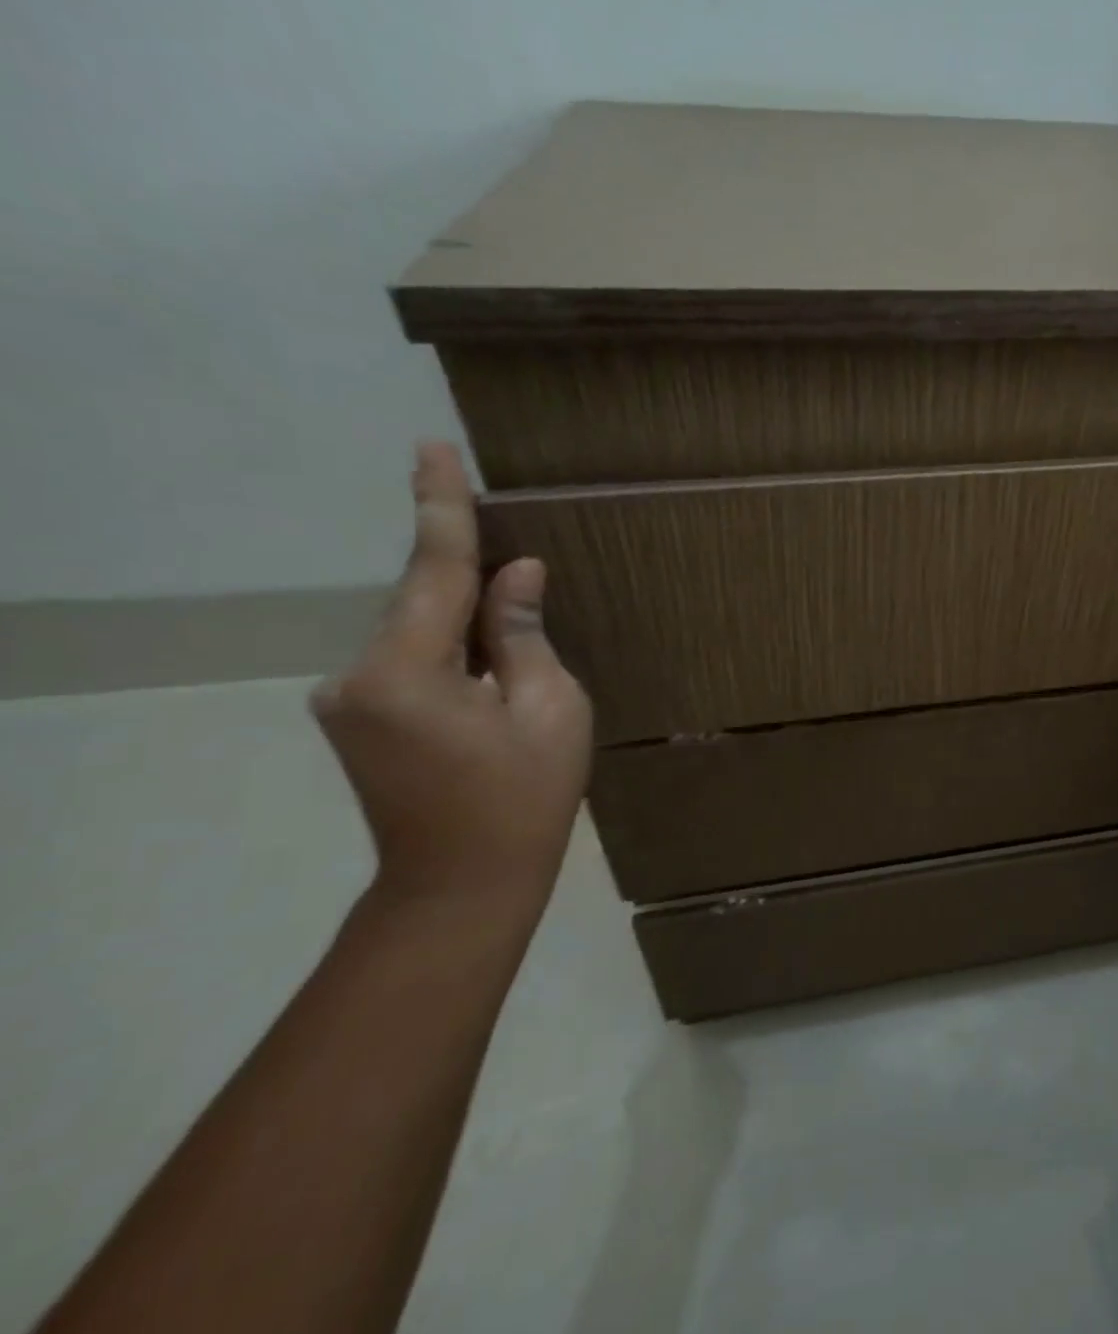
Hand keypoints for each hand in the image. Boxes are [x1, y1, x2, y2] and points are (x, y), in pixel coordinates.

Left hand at [312, 443, 591, 908]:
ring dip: (465, 621)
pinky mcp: (357, 719)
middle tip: (516, 562)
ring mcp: (349, 700)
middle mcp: (357, 676)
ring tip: (515, 639)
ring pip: (417, 632)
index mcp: (406, 672)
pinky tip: (488, 673)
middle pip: (421, 601)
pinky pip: (409, 660)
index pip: (431, 569)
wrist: (462, 885)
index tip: (432, 447)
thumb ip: (523, 634)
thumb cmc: (523, 799)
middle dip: (469, 577)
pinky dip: (450, 649)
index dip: (440, 506)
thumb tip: (515, 575)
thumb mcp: (551, 710)